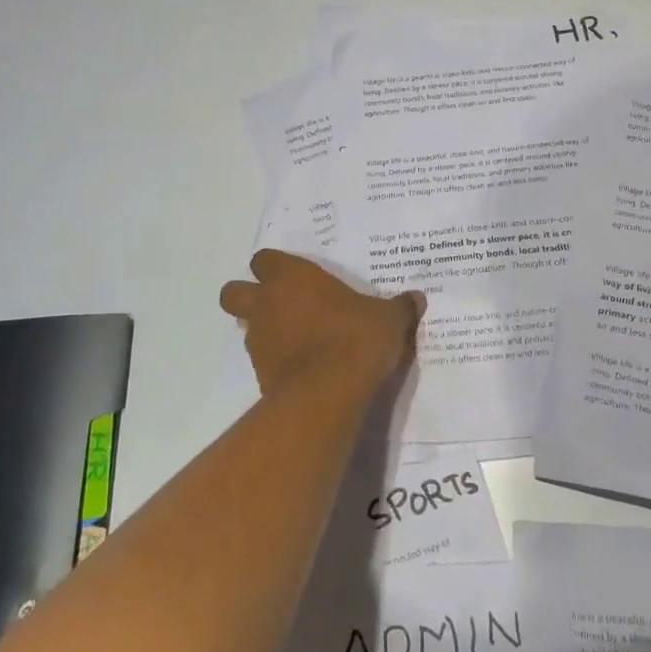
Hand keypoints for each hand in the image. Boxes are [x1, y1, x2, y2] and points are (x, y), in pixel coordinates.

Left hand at [219, 249, 424, 400]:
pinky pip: (260, 359)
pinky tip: (300, 367)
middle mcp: (267, 303)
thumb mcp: (388, 319)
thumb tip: (417, 298)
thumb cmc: (355, 338)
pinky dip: (274, 360)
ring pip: (244, 327)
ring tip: (294, 339)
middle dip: (248, 295)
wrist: (328, 392)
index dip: (275, 266)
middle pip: (233, 292)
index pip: (264, 259)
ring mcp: (258, 340)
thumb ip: (399, 307)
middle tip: (279, 305)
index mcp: (292, 276)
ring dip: (262, 329)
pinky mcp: (259, 374)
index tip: (295, 276)